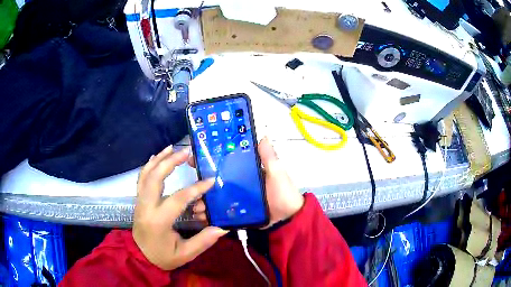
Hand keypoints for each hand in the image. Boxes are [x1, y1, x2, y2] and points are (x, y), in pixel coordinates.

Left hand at [133, 146, 227, 270]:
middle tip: (186, 152)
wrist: (140, 256)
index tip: (210, 181)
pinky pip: (142, 177)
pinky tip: (157, 156)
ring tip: (172, 147)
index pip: (178, 199)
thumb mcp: (184, 254)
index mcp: (158, 221)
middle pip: (155, 178)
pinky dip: (149, 164)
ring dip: (159, 159)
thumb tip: (222, 228)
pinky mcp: (139, 199)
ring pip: (146, 174)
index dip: (195, 189)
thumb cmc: (162, 256)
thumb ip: (202, 241)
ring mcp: (139, 201)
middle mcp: (146, 207)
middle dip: (170, 162)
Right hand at [192, 137, 303, 226]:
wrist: (288, 220)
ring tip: (195, 208)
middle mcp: (237, 184)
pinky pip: (221, 213)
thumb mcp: (277, 173)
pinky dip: (211, 216)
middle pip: (215, 183)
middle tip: (190, 190)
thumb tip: (262, 135)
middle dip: (201, 186)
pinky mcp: (236, 214)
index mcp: (245, 172)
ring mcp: (236, 200)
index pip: (224, 164)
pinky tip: (202, 219)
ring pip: (215, 199)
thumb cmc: (284, 194)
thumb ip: (269, 157)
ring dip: (203, 203)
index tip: (193, 160)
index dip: (209, 161)